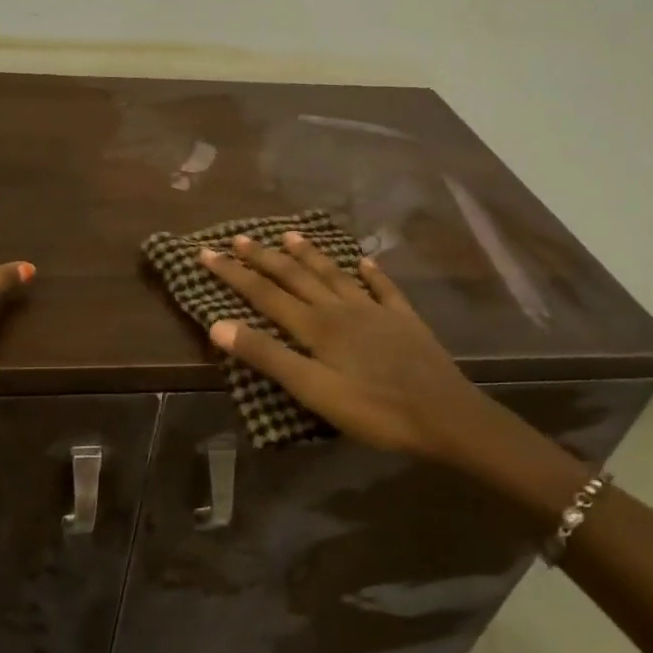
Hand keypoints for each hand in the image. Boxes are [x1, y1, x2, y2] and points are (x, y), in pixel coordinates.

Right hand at [200, 231, 501, 460]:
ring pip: (334, 275)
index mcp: (316, 325)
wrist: (446, 416)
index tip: (206, 253)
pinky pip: (383, 289)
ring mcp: (375, 310)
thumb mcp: (313, 390)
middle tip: (239, 237)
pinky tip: (366, 262)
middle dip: (263, 257)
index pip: (264, 293)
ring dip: (310, 255)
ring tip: (290, 235)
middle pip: (295, 276)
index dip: (233, 273)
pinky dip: (371, 273)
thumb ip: (267, 356)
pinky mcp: (404, 320)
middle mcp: (341, 308)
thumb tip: (218, 325)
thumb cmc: (374, 409)